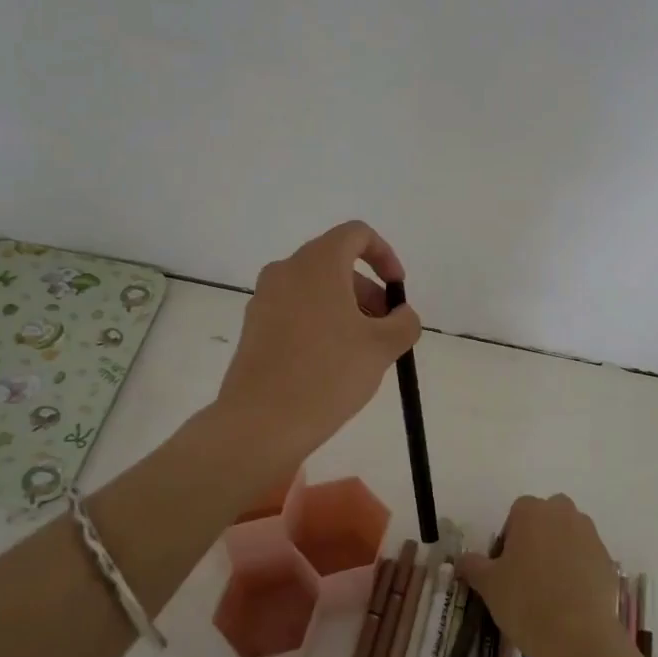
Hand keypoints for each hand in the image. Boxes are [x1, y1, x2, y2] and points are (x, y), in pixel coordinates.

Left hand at [214, 220, 421, 459]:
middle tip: (385, 328)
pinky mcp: (253, 327)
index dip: (384, 255)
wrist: (261, 423)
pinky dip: (320, 321)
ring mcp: (264, 299)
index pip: (356, 234)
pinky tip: (331, 363)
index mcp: (318, 264)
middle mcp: (286, 271)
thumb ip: (404, 323)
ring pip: (315, 288)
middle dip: (368, 290)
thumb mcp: (382, 347)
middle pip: (335, 263)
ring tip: (362, 350)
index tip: (397, 289)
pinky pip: (295, 309)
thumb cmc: (328, 374)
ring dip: (345, 308)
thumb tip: (401, 315)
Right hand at [459, 494, 628, 656]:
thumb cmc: (525, 602)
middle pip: (547, 517)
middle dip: (538, 537)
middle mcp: (563, 513)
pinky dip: (579, 570)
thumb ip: (472, 565)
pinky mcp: (608, 560)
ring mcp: (590, 535)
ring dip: (560, 551)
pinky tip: (570, 600)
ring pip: (569, 535)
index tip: (505, 566)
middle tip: (526, 574)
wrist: (578, 638)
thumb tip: (460, 559)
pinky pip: (587, 557)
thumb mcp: (488, 584)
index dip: (509, 538)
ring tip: (550, 589)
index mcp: (532, 511)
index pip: (517, 513)